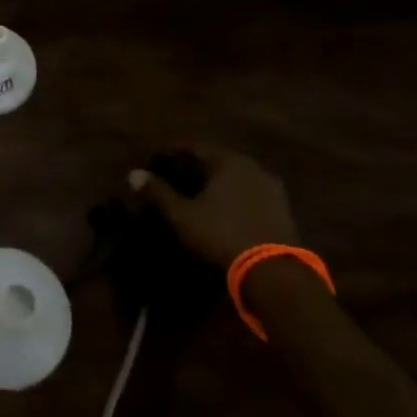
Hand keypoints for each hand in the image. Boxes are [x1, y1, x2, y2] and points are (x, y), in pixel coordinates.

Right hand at [128, 144, 297, 268]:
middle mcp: (252, 166)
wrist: (273, 271)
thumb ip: (158, 192)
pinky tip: (222, 208)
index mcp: (227, 161)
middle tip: (173, 175)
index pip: (193, 146)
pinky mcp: (282, 208)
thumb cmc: (221, 234)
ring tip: (196, 192)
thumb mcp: (182, 215)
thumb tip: (133, 174)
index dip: (170, 151)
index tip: (154, 159)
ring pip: (234, 175)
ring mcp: (270, 187)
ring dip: (214, 180)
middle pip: (216, 159)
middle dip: (193, 165)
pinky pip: (249, 191)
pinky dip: (232, 194)